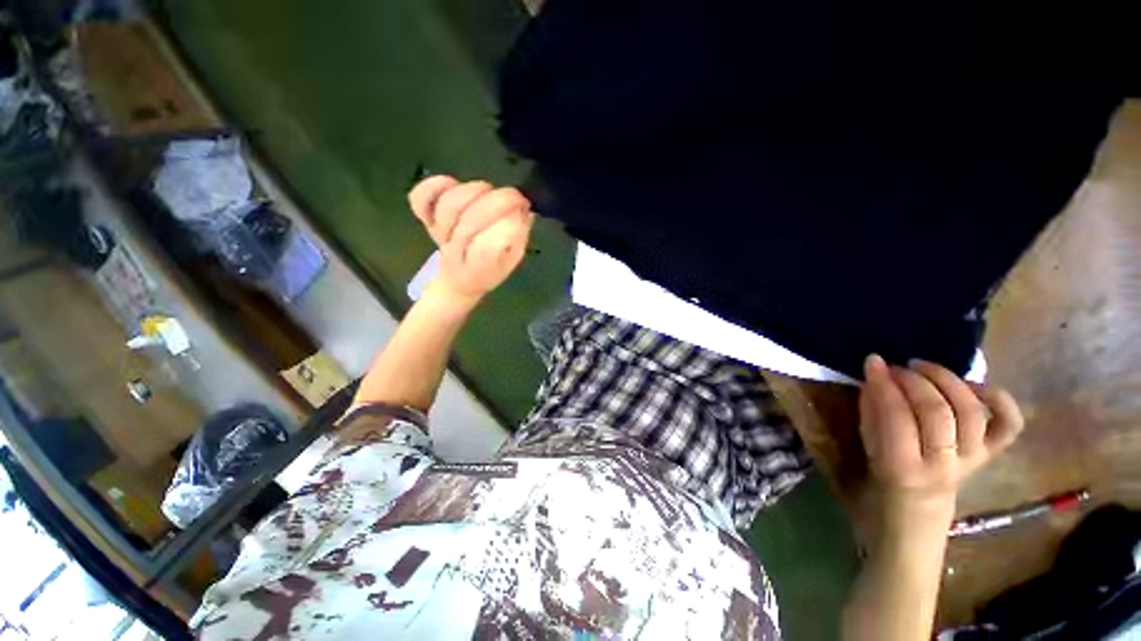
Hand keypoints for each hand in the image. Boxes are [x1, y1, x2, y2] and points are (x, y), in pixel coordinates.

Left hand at [408, 175, 533, 305]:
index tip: (524, 211)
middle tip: (516, 199)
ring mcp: (437, 234)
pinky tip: (451, 182)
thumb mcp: (512, 260)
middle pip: (471, 220)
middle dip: (499, 202)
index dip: (509, 223)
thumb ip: (518, 238)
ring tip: (490, 193)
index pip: (490, 246)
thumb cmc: (489, 270)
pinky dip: (434, 185)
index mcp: (480, 270)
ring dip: (475, 192)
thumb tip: (525, 212)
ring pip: (450, 205)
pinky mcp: (426, 219)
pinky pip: (420, 198)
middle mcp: (456, 253)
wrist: (458, 281)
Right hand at [859, 355, 1024, 524]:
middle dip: (914, 380)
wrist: (915, 522)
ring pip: (971, 412)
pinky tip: (973, 385)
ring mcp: (973, 460)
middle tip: (896, 367)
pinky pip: (1008, 425)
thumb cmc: (881, 485)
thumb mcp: (867, 450)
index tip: (873, 362)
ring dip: (947, 381)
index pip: (897, 416)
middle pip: (937, 412)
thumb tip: (876, 378)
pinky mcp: (991, 456)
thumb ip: (872, 413)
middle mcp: (945, 465)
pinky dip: (999, 399)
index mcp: (904, 469)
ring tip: (923, 367)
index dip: (885, 384)